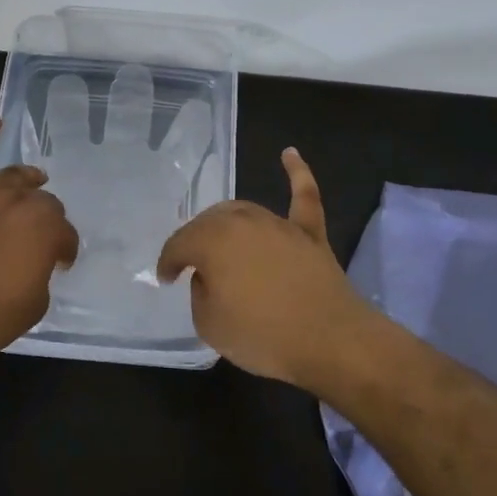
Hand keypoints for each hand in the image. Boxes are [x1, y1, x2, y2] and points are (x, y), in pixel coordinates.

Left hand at [0, 114, 78, 362]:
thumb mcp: (34, 305)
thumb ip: (41, 274)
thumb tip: (34, 262)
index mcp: (45, 229)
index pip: (66, 234)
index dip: (65, 250)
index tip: (60, 264)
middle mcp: (19, 203)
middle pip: (42, 202)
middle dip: (47, 219)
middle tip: (41, 239)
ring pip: (13, 178)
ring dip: (28, 180)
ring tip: (36, 180)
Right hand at [156, 148, 368, 388]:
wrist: (330, 341)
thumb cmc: (262, 335)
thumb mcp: (209, 324)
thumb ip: (200, 293)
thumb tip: (210, 276)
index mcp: (212, 241)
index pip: (180, 244)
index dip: (169, 262)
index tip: (167, 279)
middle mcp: (242, 221)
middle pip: (209, 223)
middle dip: (196, 242)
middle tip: (193, 267)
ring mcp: (279, 224)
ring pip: (244, 212)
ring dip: (228, 224)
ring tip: (221, 242)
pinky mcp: (310, 233)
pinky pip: (303, 195)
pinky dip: (297, 173)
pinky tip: (289, 154)